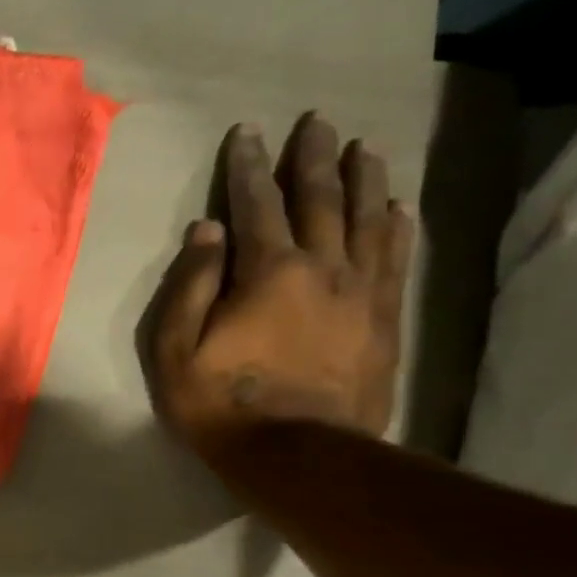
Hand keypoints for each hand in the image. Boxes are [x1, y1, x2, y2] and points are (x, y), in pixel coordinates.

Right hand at [148, 113, 413, 460]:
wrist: (299, 456)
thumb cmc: (223, 405)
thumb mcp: (177, 352)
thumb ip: (190, 287)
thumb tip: (206, 230)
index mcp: (268, 271)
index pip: (256, 204)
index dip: (248, 166)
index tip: (247, 132)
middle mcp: (323, 267)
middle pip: (321, 198)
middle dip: (314, 157)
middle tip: (316, 121)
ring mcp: (362, 292)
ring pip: (368, 219)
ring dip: (364, 178)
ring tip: (365, 146)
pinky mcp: (385, 320)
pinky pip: (396, 258)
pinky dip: (398, 226)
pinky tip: (399, 207)